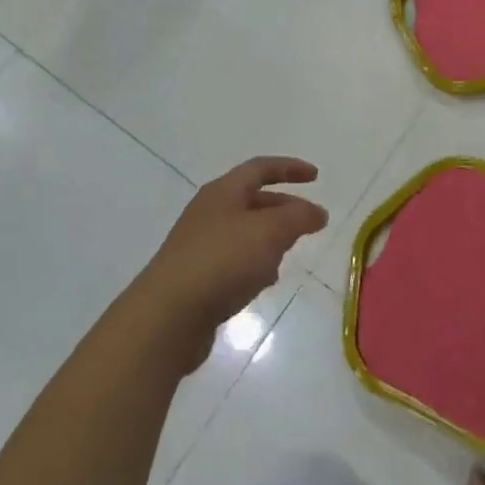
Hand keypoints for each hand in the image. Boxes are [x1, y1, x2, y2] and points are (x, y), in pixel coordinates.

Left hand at [130, 157, 328, 371]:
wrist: (167, 316)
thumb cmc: (222, 261)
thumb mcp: (269, 232)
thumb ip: (298, 217)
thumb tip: (317, 212)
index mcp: (223, 192)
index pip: (261, 168)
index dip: (290, 168)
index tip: (316, 177)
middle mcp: (210, 212)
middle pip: (254, 200)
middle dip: (285, 209)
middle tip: (312, 223)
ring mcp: (201, 245)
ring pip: (245, 233)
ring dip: (270, 239)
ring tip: (290, 254)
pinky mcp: (198, 277)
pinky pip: (235, 261)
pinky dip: (254, 265)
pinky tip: (263, 283)